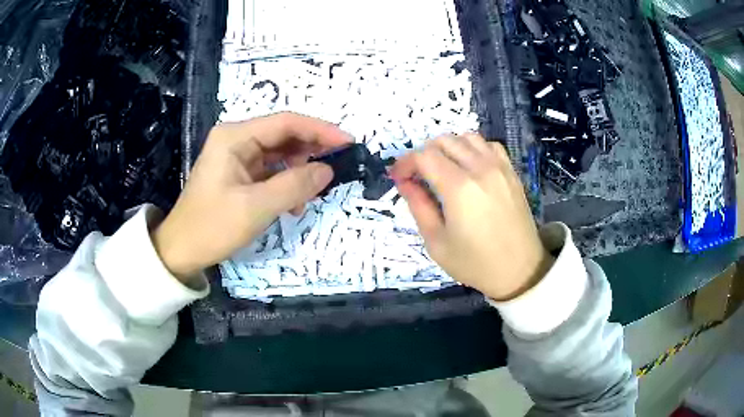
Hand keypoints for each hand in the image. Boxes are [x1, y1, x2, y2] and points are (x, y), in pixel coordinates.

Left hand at [152, 112, 350, 283]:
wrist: (181, 251)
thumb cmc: (212, 226)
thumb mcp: (256, 207)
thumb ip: (295, 186)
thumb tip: (328, 170)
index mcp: (235, 137)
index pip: (286, 122)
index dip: (320, 130)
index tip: (348, 142)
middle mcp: (237, 139)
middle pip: (284, 136)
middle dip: (311, 151)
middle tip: (338, 167)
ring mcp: (237, 157)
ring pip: (280, 155)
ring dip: (300, 171)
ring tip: (313, 194)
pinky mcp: (239, 174)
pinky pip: (271, 172)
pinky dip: (287, 184)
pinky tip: (294, 204)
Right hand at [391, 133, 552, 300]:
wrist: (519, 271)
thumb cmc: (475, 263)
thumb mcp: (436, 242)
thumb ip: (418, 206)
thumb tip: (404, 181)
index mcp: (459, 188)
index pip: (423, 156)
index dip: (405, 163)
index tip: (398, 177)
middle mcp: (480, 168)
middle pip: (443, 141)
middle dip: (423, 153)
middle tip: (418, 176)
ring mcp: (499, 167)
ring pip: (466, 137)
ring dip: (448, 147)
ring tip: (442, 168)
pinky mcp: (511, 172)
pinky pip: (489, 145)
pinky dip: (473, 148)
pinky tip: (469, 166)